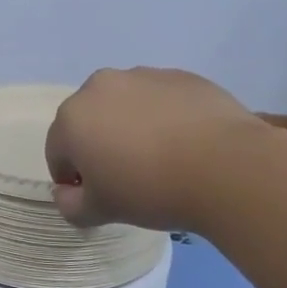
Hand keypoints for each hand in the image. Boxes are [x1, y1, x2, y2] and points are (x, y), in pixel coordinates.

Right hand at [44, 67, 268, 230]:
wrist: (228, 168)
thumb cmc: (150, 190)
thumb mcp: (100, 211)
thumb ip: (70, 205)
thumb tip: (67, 194)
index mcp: (72, 117)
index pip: (58, 152)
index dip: (73, 179)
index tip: (97, 196)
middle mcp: (100, 87)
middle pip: (89, 122)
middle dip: (99, 146)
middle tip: (127, 176)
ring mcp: (144, 76)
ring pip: (125, 107)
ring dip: (131, 128)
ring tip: (161, 158)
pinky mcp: (182, 77)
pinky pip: (161, 100)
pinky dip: (164, 118)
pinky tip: (186, 144)